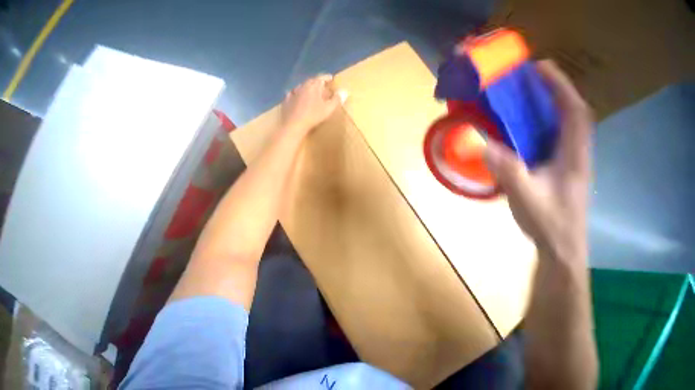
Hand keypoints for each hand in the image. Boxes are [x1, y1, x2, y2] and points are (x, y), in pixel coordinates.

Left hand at [280, 74, 341, 137]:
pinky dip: (297, 94)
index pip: (321, 78)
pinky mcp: (287, 100)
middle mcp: (303, 86)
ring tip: (311, 92)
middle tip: (322, 87)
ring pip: (302, 87)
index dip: (327, 77)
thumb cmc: (313, 116)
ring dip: (307, 88)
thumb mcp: (328, 109)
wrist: (294, 124)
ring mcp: (294, 92)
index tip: (331, 78)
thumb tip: (345, 91)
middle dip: (318, 83)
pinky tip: (296, 97)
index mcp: (314, 86)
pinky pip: (292, 94)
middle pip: (311, 81)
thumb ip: (337, 100)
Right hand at [485, 60, 592, 263]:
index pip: (574, 113)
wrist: (561, 245)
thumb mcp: (525, 197)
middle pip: (570, 114)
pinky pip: (548, 140)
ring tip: (523, 99)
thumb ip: (508, 171)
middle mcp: (575, 153)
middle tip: (528, 80)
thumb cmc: (548, 221)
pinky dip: (537, 127)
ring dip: (545, 108)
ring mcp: (566, 161)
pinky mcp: (556, 169)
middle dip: (552, 92)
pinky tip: (520, 130)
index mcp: (573, 156)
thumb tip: (485, 146)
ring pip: (560, 126)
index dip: (559, 88)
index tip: (540, 69)